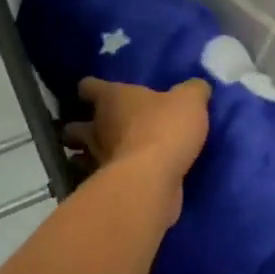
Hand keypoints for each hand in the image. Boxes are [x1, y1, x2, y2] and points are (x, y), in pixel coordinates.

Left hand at [65, 77, 211, 186]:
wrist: (152, 180)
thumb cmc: (165, 129)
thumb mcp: (190, 101)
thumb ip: (193, 91)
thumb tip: (197, 86)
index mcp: (112, 98)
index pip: (89, 86)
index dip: (91, 88)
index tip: (94, 91)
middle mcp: (98, 127)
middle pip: (77, 126)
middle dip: (82, 127)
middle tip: (97, 127)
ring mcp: (98, 159)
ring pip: (81, 155)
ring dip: (87, 155)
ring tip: (104, 155)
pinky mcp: (106, 186)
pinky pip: (100, 178)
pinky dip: (105, 178)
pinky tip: (121, 178)